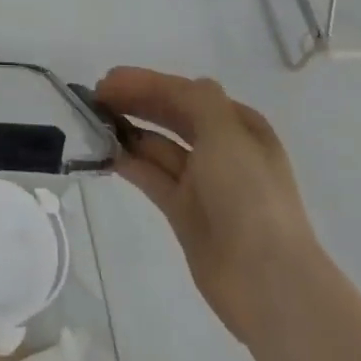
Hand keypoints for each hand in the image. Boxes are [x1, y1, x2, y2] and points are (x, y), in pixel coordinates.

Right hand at [95, 67, 317, 346]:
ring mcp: (203, 183)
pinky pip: (151, 176)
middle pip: (171, 115)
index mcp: (239, 126)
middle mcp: (222, 149)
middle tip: (95, 97)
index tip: (107, 80)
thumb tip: (167, 88)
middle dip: (135, 101)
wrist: (266, 279)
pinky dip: (129, 162)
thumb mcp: (226, 132)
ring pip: (158, 146)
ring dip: (128, 130)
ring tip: (93, 122)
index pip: (185, 93)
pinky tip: (105, 153)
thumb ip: (194, 99)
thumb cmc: (249, 194)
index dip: (146, 82)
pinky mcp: (185, 212)